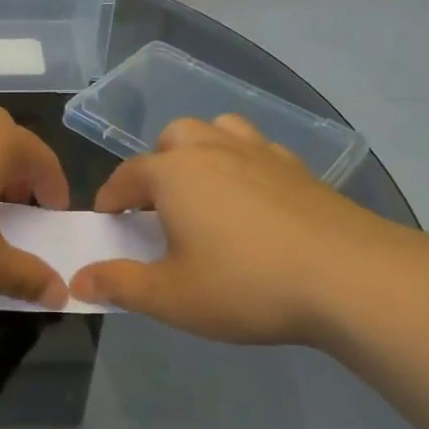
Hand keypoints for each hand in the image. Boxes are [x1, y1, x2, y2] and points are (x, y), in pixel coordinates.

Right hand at [70, 115, 417, 346]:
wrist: (349, 277)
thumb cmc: (246, 285)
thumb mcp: (171, 297)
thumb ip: (120, 285)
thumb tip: (79, 279)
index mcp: (174, 174)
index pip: (127, 175)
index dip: (111, 198)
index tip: (107, 220)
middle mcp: (213, 150)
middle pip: (173, 139)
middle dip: (157, 165)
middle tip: (159, 207)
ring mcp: (261, 154)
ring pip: (219, 131)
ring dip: (201, 153)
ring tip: (204, 191)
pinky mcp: (300, 169)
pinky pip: (259, 150)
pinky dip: (245, 164)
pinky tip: (254, 199)